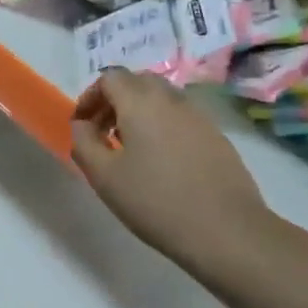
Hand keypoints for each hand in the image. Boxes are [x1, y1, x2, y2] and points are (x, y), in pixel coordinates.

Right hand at [71, 70, 272, 272]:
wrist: (225, 230)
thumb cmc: (155, 202)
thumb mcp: (104, 177)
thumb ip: (84, 143)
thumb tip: (81, 125)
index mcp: (141, 102)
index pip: (110, 78)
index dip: (90, 96)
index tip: (82, 125)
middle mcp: (172, 99)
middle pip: (138, 82)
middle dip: (115, 100)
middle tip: (104, 132)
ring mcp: (199, 116)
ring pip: (162, 99)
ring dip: (140, 113)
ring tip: (130, 149)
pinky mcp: (217, 136)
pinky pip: (182, 118)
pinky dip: (163, 126)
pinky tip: (162, 162)